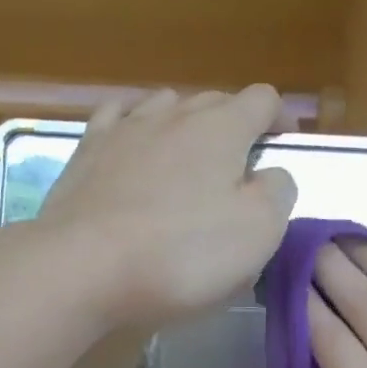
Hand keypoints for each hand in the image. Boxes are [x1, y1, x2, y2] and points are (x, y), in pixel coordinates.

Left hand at [36, 87, 297, 329]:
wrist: (82, 268)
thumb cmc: (181, 254)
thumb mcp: (258, 232)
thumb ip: (278, 192)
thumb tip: (271, 174)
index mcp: (222, 128)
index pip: (262, 99)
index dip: (279, 118)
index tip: (283, 145)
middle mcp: (173, 114)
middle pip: (214, 101)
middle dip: (235, 125)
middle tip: (239, 168)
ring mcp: (124, 128)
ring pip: (165, 105)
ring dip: (184, 124)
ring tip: (187, 158)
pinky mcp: (86, 152)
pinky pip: (116, 118)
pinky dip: (134, 125)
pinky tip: (133, 143)